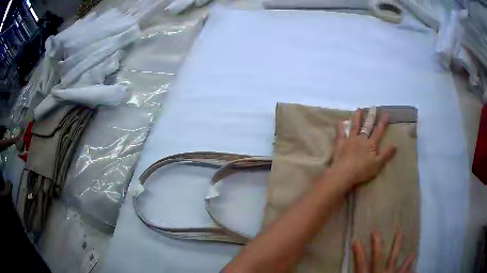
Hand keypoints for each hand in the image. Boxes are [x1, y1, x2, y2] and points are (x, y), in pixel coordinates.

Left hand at [329, 108, 395, 186]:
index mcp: (370, 144)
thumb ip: (386, 154)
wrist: (344, 174)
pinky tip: (339, 120)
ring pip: (354, 126)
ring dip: (357, 117)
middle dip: (371, 116)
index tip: (386, 113)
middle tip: (373, 107)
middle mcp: (361, 138)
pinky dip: (340, 126)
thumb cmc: (362, 171)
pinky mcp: (340, 144)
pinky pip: (340, 133)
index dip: (383, 122)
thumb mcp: (378, 164)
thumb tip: (395, 144)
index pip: (379, 131)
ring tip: (359, 109)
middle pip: (367, 126)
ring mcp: (350, 140)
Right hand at [352, 232, 415, 272]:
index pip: (360, 264)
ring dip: (396, 246)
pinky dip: (408, 262)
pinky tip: (413, 254)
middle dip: (376, 245)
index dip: (358, 252)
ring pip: (393, 258)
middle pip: (377, 258)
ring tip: (399, 233)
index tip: (356, 240)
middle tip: (376, 232)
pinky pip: (404, 269)